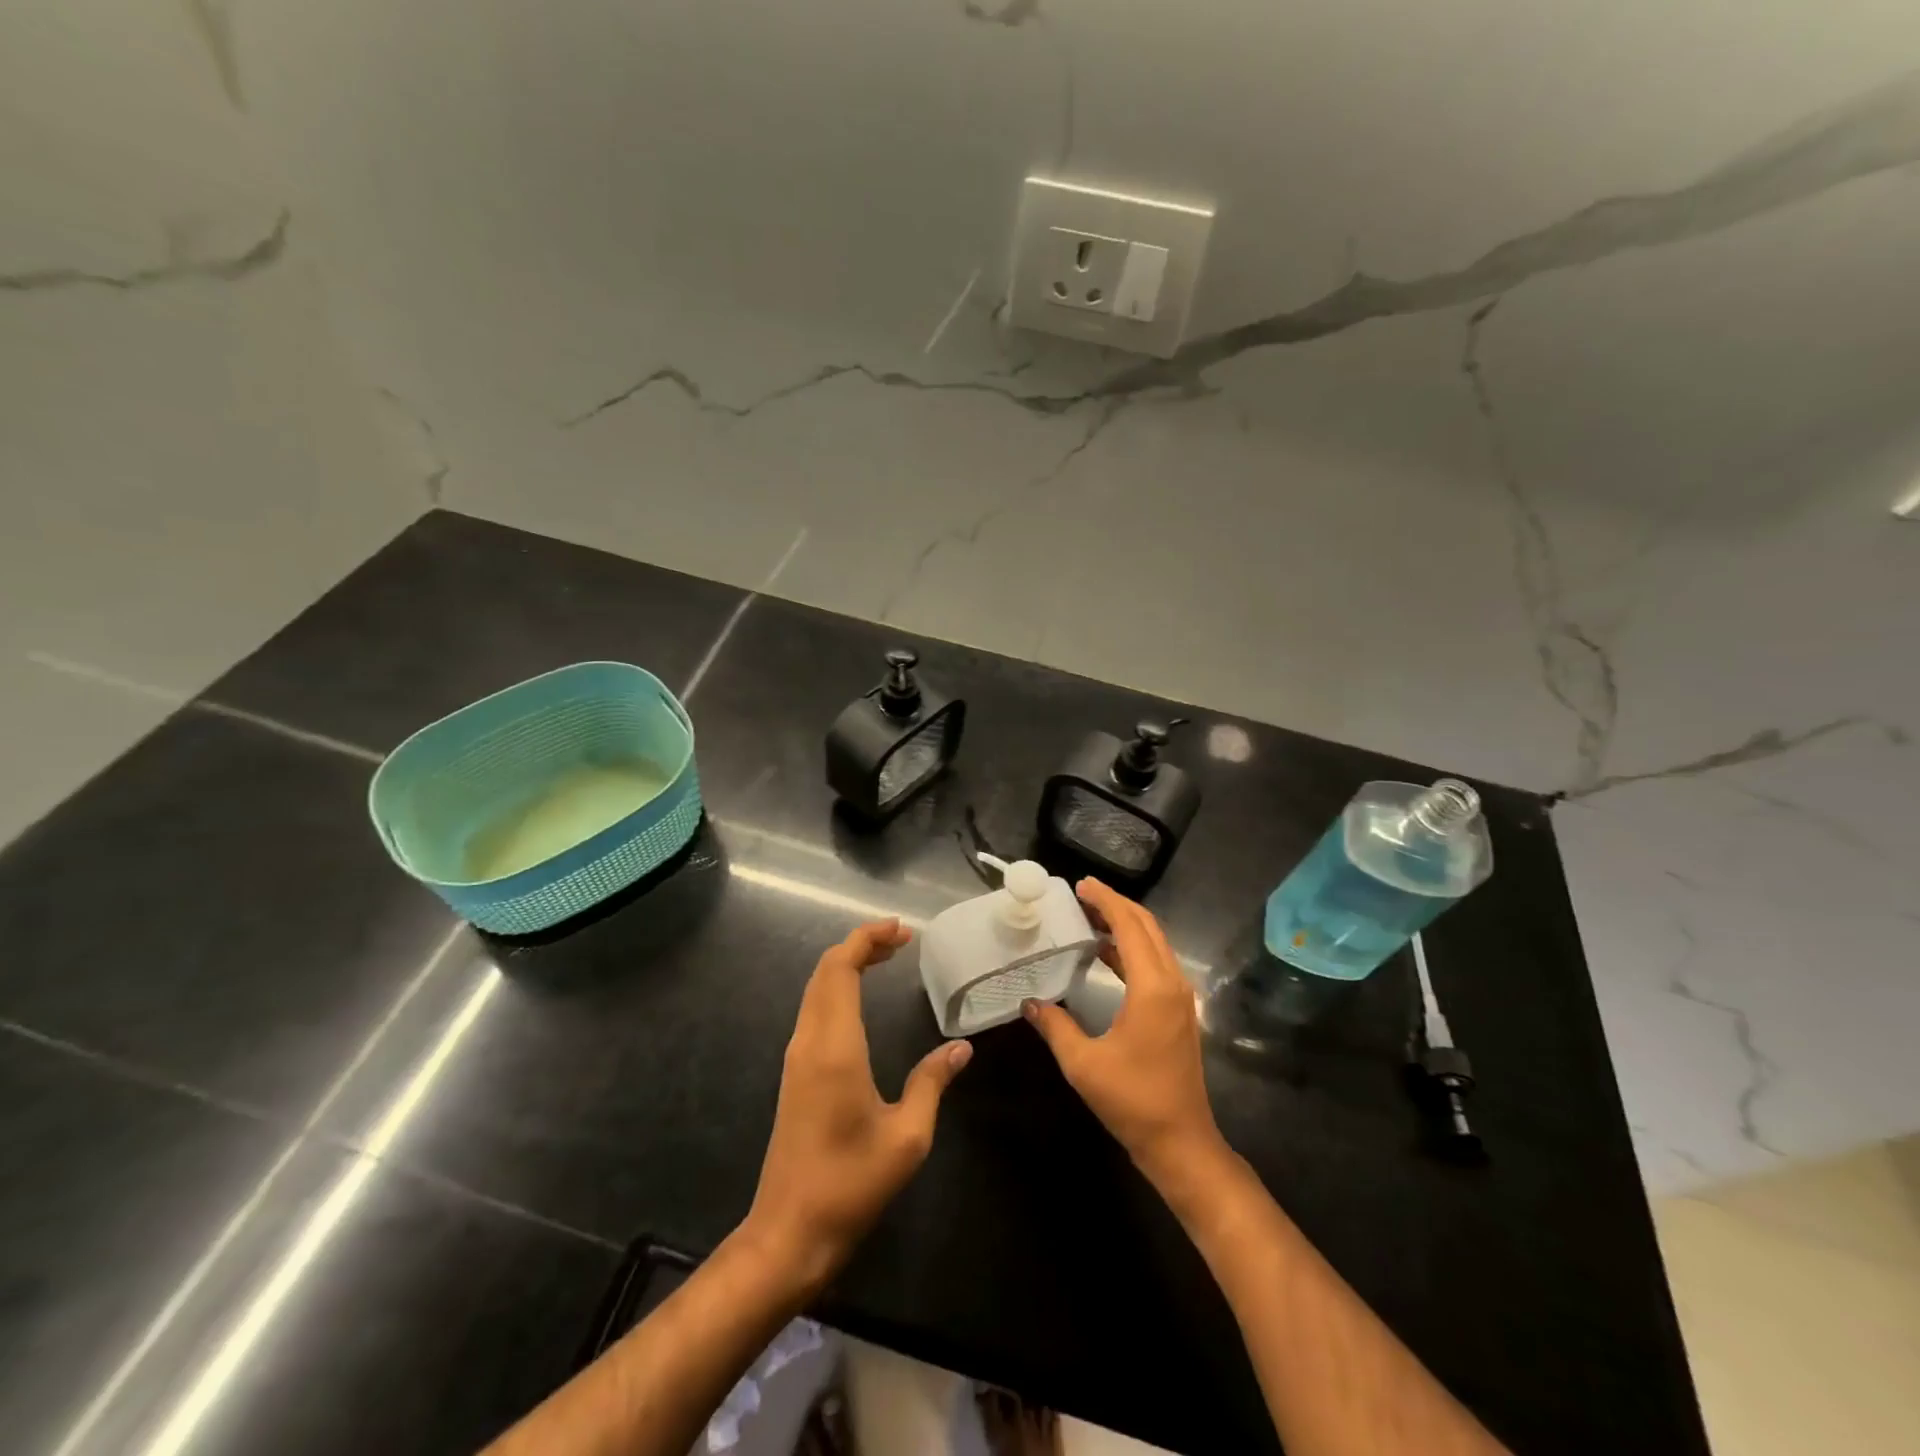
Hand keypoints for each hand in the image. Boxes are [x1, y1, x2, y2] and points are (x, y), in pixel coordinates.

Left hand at [743, 919, 971, 1292]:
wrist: (789, 1233)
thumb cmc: (850, 1184)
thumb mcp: (907, 1137)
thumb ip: (932, 1083)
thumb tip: (960, 1048)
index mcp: (835, 1047)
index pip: (840, 969)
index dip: (866, 940)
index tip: (901, 930)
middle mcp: (810, 1042)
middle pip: (826, 971)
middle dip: (861, 945)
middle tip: (901, 939)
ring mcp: (797, 1058)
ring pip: (818, 989)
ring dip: (848, 965)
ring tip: (887, 958)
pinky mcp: (796, 1074)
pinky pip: (815, 1010)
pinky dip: (839, 988)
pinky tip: (863, 999)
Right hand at [1022, 880, 1225, 1188]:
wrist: (1180, 1142)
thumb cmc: (1132, 1100)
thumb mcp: (1083, 1063)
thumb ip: (1054, 1025)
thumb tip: (1029, 1002)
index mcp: (1153, 987)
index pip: (1130, 926)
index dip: (1105, 901)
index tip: (1080, 885)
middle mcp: (1172, 983)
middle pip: (1147, 926)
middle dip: (1115, 905)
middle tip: (1081, 894)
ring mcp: (1179, 997)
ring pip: (1154, 943)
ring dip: (1124, 925)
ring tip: (1088, 917)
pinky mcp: (1177, 1011)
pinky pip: (1155, 963)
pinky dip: (1131, 948)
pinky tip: (1104, 953)